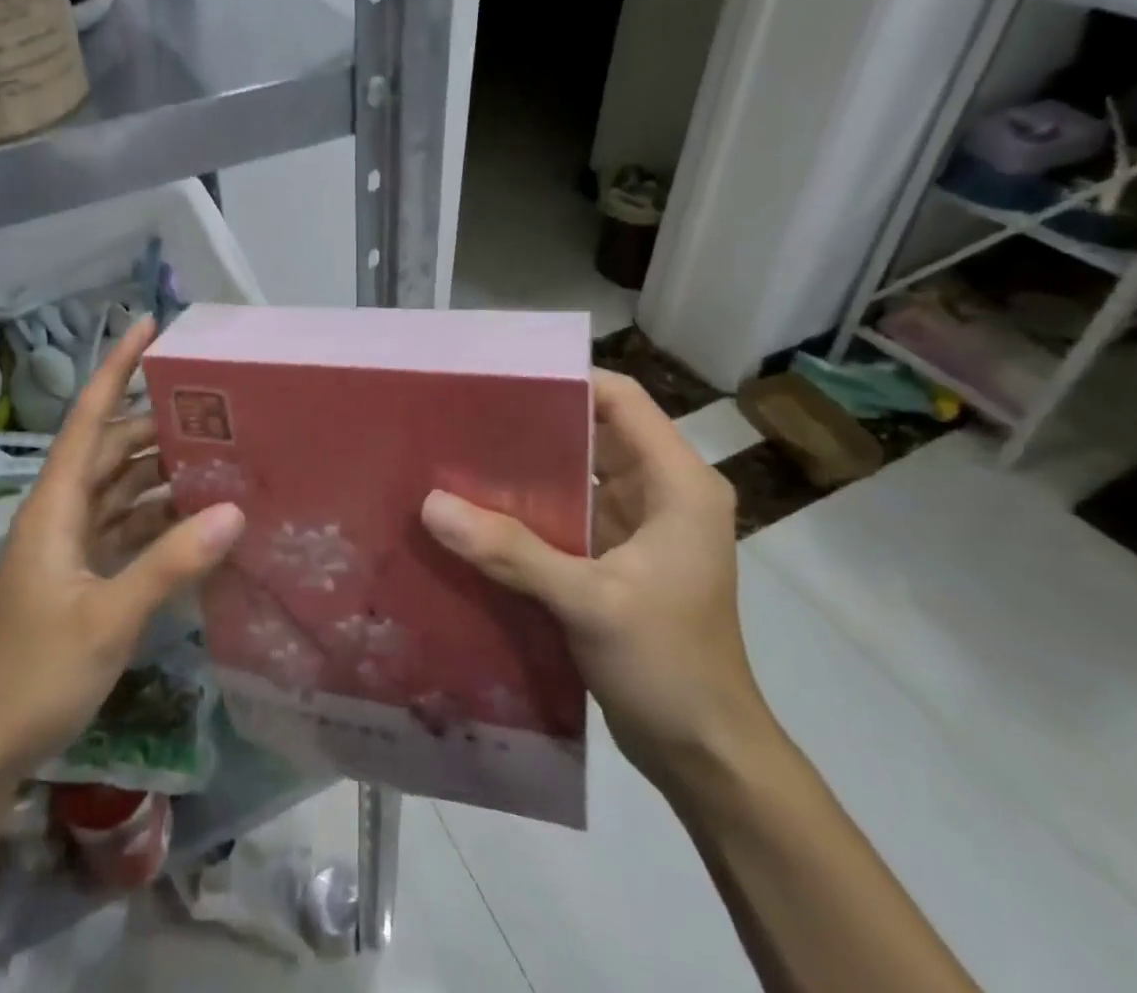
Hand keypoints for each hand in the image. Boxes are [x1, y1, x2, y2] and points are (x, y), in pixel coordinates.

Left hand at [0, 317, 244, 778]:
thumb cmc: (32, 674)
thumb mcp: (108, 617)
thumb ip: (170, 563)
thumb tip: (234, 510)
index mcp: (56, 504)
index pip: (90, 416)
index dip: (117, 366)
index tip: (150, 324)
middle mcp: (63, 512)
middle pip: (114, 448)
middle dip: (158, 421)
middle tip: (217, 404)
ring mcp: (71, 546)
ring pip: (123, 488)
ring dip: (163, 471)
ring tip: (221, 454)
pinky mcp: (82, 577)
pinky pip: (127, 528)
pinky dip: (160, 518)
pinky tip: (200, 520)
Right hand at [420, 370, 768, 788]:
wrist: (705, 757)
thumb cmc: (669, 666)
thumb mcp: (590, 602)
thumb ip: (511, 551)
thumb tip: (431, 504)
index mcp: (677, 484)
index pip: (622, 400)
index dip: (566, 380)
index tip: (501, 378)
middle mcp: (661, 492)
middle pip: (593, 430)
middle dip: (532, 421)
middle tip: (464, 412)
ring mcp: (638, 525)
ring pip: (575, 472)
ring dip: (525, 466)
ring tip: (459, 450)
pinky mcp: (615, 556)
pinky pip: (566, 512)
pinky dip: (527, 507)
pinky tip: (477, 508)